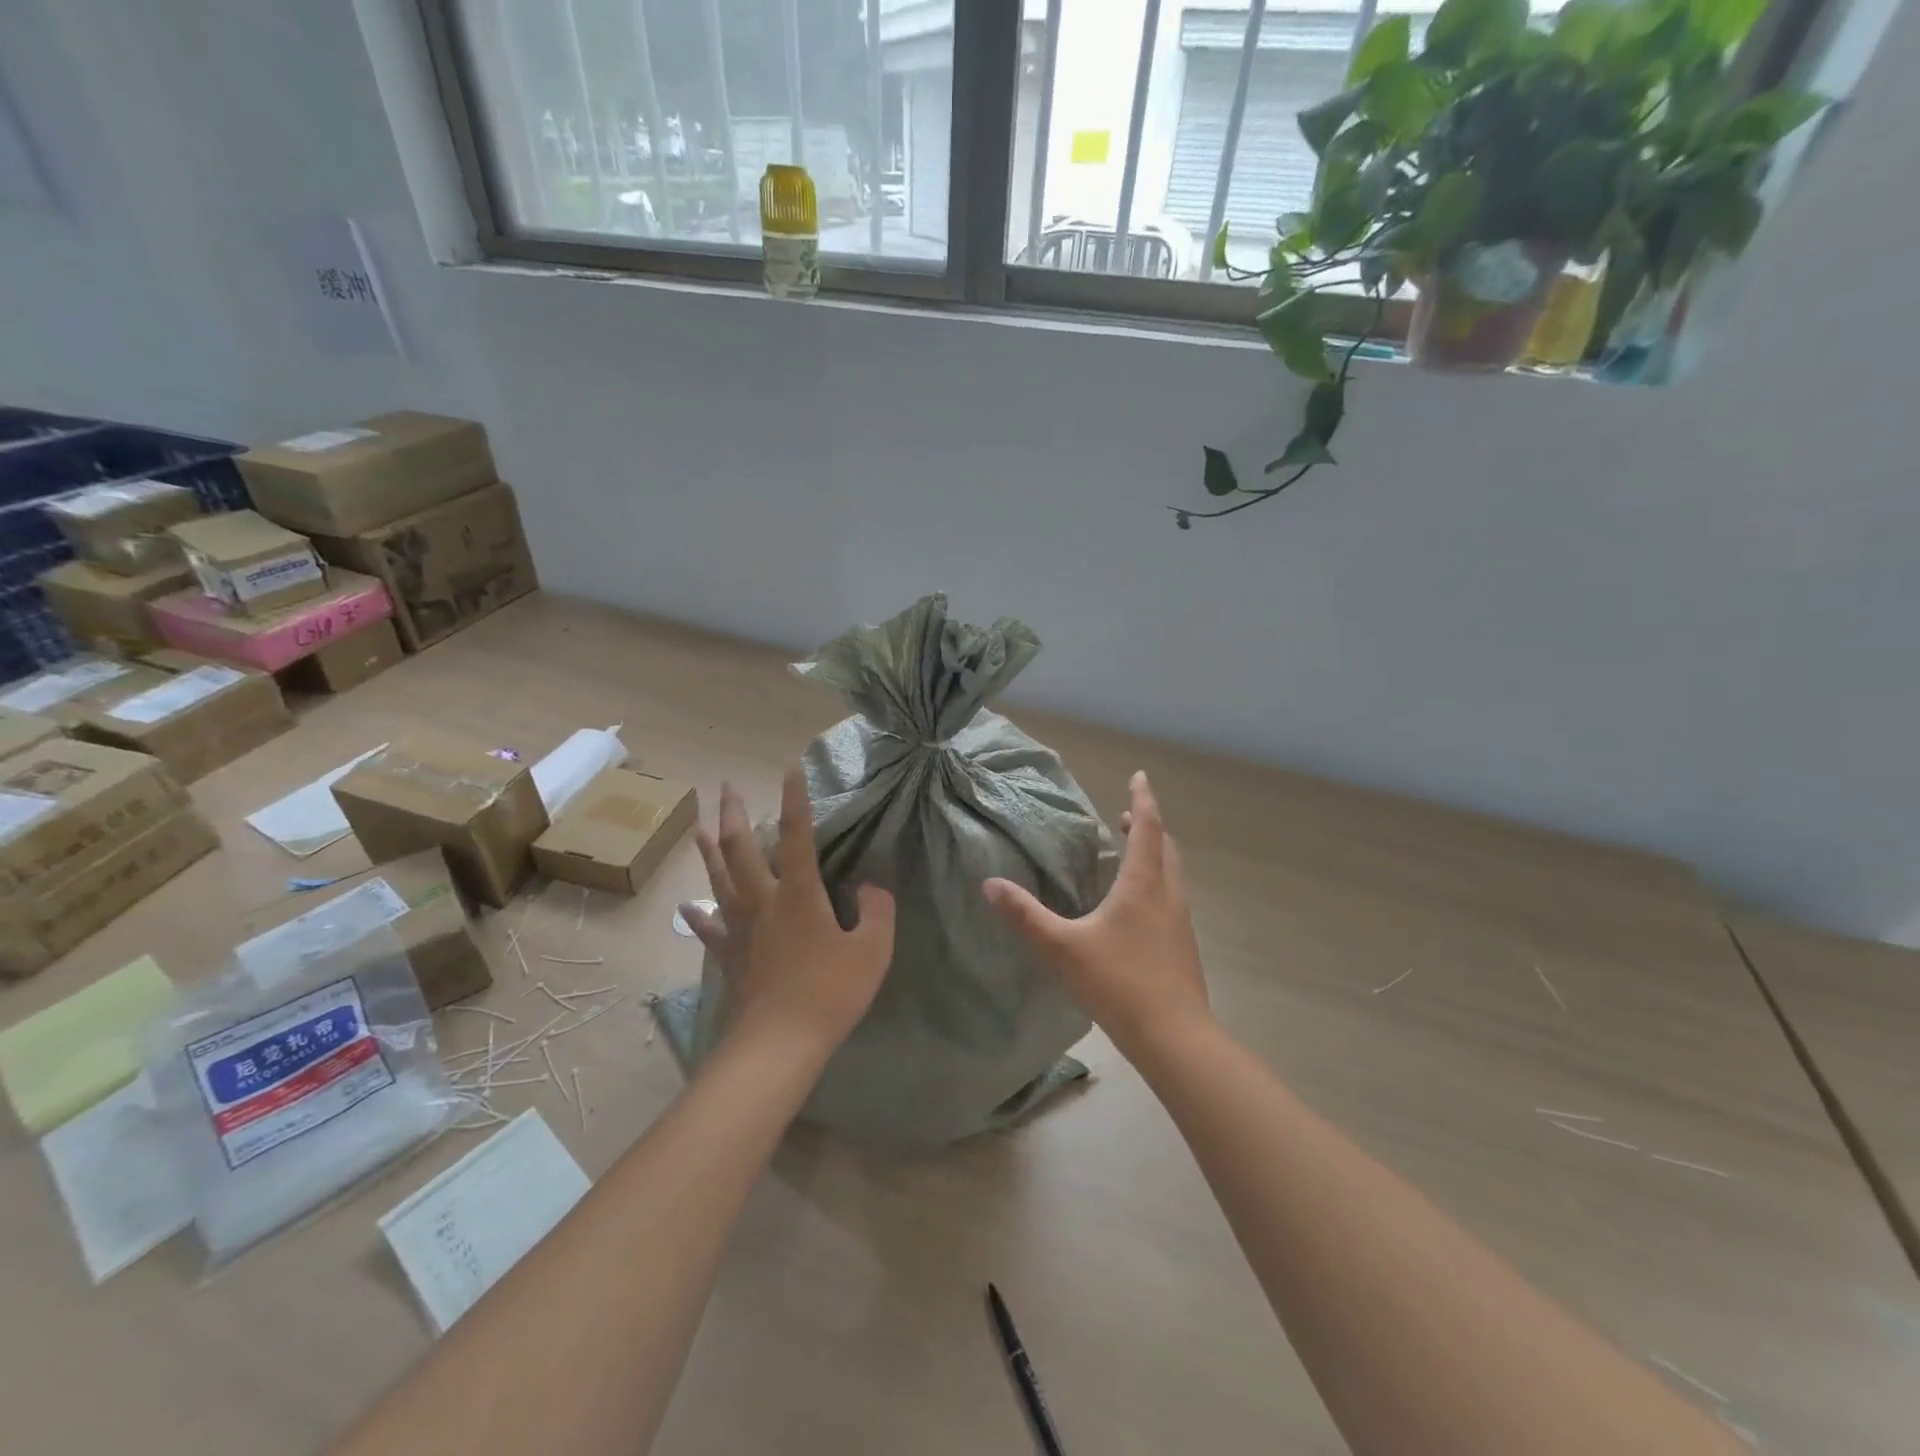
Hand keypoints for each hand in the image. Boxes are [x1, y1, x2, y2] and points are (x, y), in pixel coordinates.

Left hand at [679, 766, 895, 1061]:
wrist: (779, 1043)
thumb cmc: (829, 993)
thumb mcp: (872, 951)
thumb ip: (877, 911)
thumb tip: (871, 886)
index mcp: (799, 893)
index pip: (798, 835)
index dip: (795, 799)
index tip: (789, 767)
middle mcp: (763, 900)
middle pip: (742, 848)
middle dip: (735, 813)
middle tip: (727, 786)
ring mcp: (740, 927)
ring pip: (719, 878)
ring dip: (710, 849)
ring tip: (702, 825)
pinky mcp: (728, 955)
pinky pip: (709, 928)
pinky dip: (698, 915)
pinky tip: (688, 907)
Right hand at [984, 772, 1209, 1058]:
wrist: (1175, 1037)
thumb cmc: (1118, 983)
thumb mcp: (1062, 948)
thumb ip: (1025, 916)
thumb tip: (989, 884)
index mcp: (1143, 884)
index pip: (1148, 828)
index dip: (1143, 799)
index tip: (1140, 776)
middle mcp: (1168, 895)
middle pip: (1166, 847)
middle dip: (1148, 826)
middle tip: (1126, 817)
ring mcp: (1181, 922)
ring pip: (1172, 874)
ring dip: (1155, 855)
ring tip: (1131, 855)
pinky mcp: (1184, 947)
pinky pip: (1172, 899)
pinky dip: (1157, 884)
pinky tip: (1137, 909)